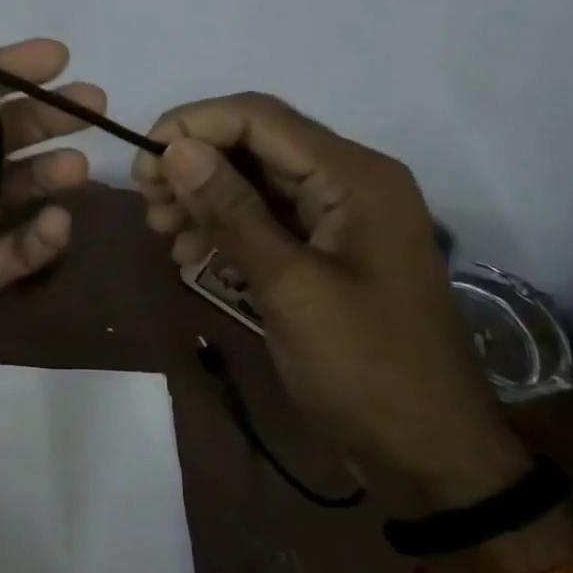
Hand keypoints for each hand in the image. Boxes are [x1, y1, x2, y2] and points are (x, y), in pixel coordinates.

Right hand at [134, 93, 526, 508]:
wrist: (429, 455)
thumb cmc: (367, 368)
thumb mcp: (290, 287)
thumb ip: (232, 211)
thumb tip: (175, 149)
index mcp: (355, 176)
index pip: (259, 118)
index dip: (193, 125)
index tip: (142, 161)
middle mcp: (349, 180)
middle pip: (254, 144)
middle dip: (193, 163)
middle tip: (146, 201)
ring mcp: (339, 216)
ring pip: (254, 179)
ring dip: (202, 195)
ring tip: (160, 228)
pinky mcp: (326, 248)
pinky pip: (265, 217)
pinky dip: (223, 226)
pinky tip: (188, 252)